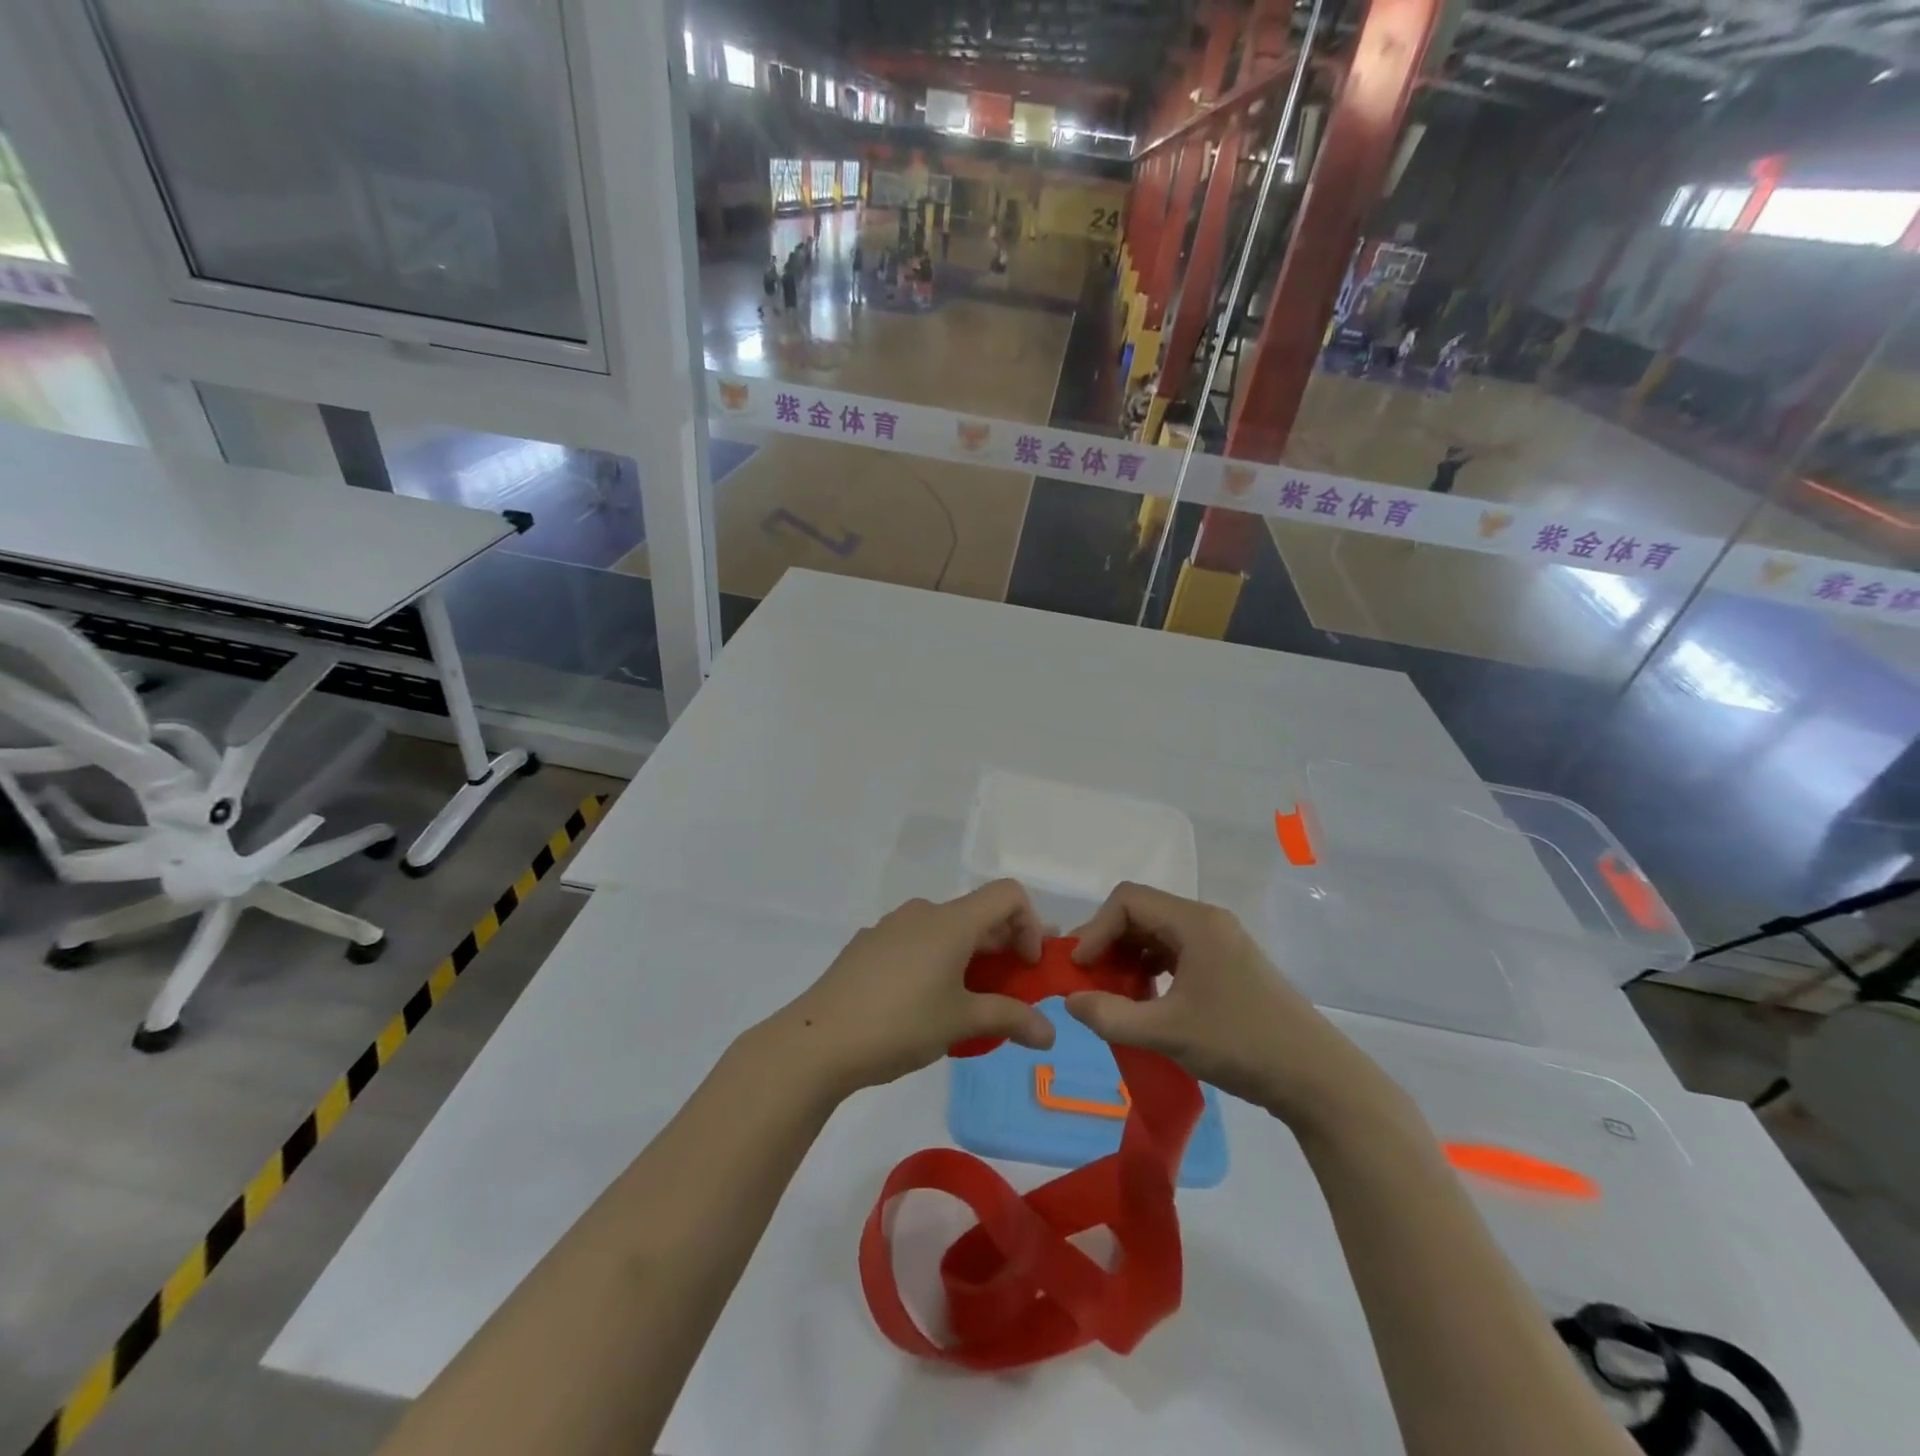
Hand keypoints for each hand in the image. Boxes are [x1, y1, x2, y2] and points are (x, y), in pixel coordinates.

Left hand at [768, 881, 1056, 1096]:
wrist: (818, 1041)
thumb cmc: (900, 1024)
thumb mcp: (961, 1023)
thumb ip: (1011, 1019)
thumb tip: (1050, 1033)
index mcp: (951, 921)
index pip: (1007, 895)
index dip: (1030, 924)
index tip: (1025, 967)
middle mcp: (923, 912)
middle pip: (977, 914)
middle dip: (1003, 948)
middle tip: (1011, 991)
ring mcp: (891, 926)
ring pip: (945, 929)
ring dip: (969, 956)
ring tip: (968, 1001)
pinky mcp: (868, 945)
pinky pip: (915, 942)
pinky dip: (936, 960)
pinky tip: (922, 1003)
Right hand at [1064, 883, 1380, 1126]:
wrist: (1318, 1079)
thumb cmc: (1241, 1044)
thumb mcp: (1168, 1032)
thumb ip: (1111, 1016)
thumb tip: (1070, 1001)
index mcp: (1195, 922)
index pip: (1128, 901)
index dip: (1096, 929)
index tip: (1080, 969)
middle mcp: (1207, 922)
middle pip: (1142, 914)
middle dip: (1109, 943)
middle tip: (1088, 981)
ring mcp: (1220, 944)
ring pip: (1158, 934)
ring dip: (1128, 958)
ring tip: (1113, 995)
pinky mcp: (1227, 967)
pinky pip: (1176, 954)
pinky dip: (1151, 971)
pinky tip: (1145, 1002)